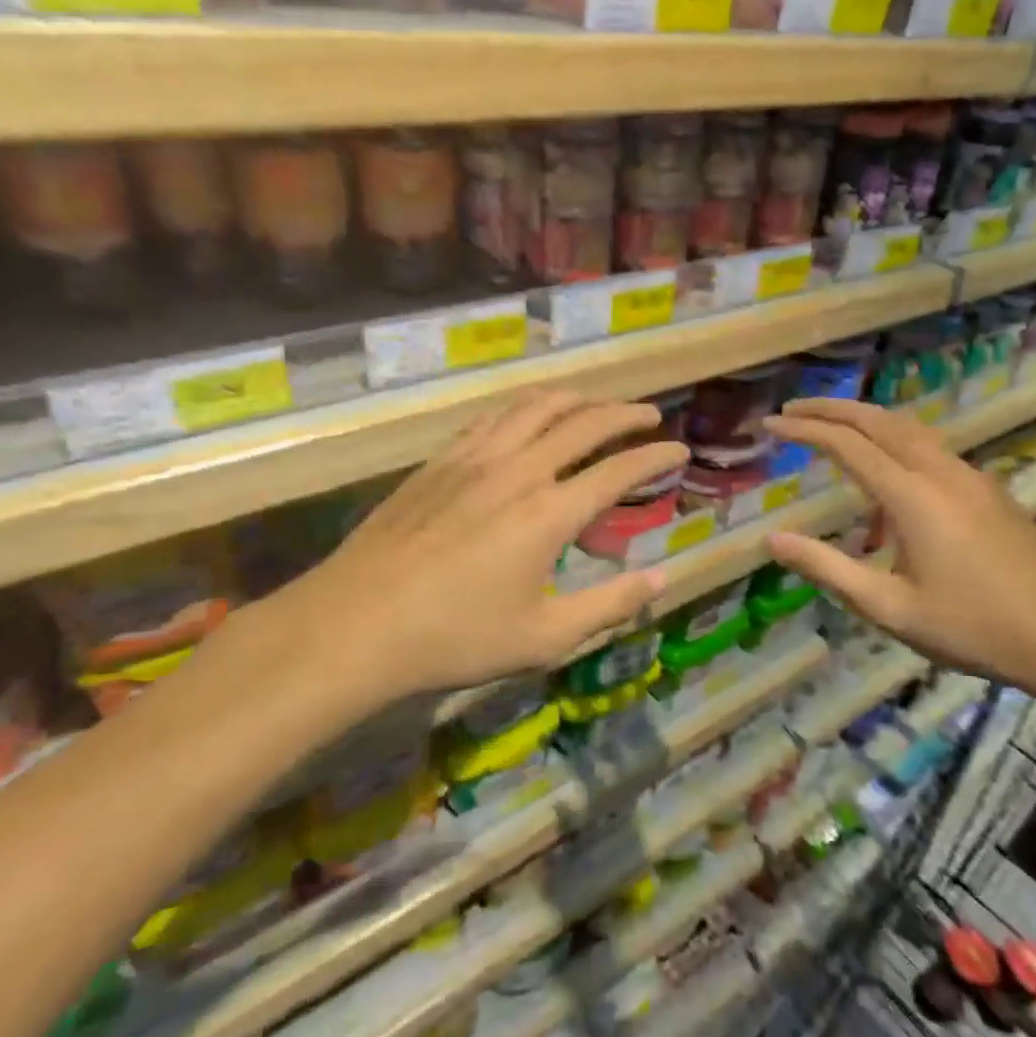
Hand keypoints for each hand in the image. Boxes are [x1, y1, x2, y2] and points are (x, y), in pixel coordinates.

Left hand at [255, 392, 686, 707]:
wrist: (355, 624)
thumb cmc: (454, 638)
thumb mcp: (544, 636)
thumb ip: (609, 605)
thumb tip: (661, 579)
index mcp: (549, 513)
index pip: (618, 469)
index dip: (655, 456)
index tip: (680, 448)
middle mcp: (517, 471)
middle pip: (582, 422)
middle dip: (624, 413)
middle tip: (650, 413)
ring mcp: (472, 460)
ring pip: (534, 407)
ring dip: (575, 398)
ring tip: (596, 402)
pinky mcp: (438, 462)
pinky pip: (492, 417)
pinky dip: (524, 407)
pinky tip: (528, 416)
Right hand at [764, 399, 1035, 707]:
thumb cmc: (973, 627)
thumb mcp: (889, 607)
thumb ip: (828, 568)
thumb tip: (773, 540)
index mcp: (912, 496)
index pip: (846, 445)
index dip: (805, 429)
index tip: (771, 423)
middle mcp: (941, 472)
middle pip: (879, 420)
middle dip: (833, 409)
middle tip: (794, 408)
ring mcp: (971, 478)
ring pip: (910, 429)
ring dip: (866, 420)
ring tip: (834, 430)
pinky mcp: (989, 491)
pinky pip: (931, 449)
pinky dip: (895, 442)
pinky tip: (887, 479)